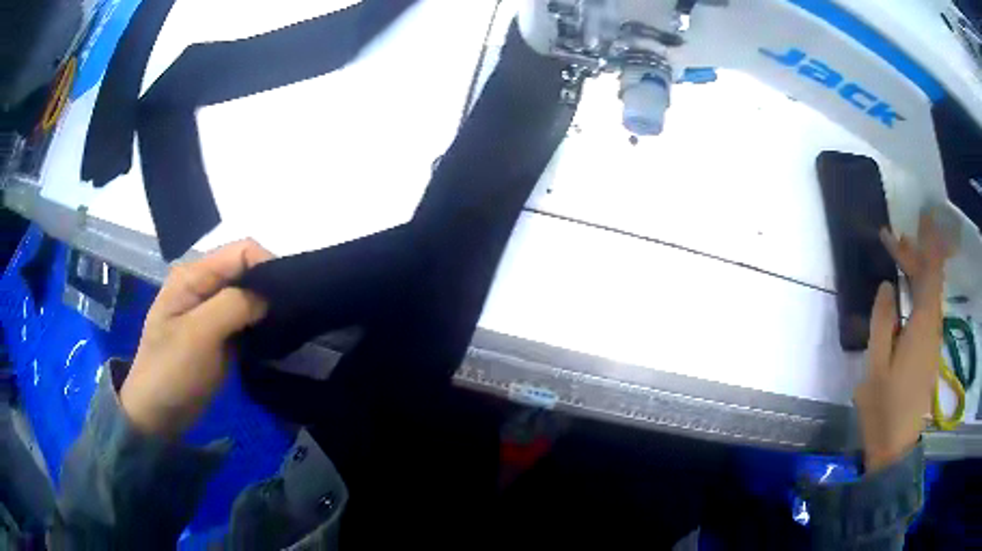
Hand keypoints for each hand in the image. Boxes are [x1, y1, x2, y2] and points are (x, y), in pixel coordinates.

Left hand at [120, 239, 273, 437]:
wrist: (158, 413)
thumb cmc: (171, 371)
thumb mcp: (198, 335)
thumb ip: (233, 305)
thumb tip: (269, 296)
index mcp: (193, 275)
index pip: (241, 252)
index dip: (267, 265)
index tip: (289, 296)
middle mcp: (203, 285)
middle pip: (246, 270)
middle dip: (270, 287)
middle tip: (291, 315)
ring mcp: (211, 310)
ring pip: (249, 295)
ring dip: (267, 308)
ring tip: (286, 327)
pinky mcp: (219, 333)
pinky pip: (246, 318)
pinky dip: (261, 325)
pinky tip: (273, 337)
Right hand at [854, 212, 954, 471]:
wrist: (896, 447)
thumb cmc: (884, 409)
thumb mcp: (876, 367)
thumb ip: (882, 323)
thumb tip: (887, 286)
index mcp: (922, 327)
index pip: (930, 274)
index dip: (925, 245)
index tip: (916, 221)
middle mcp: (933, 327)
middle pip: (931, 280)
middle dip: (916, 254)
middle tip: (894, 237)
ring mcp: (933, 341)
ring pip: (931, 293)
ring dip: (918, 271)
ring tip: (900, 255)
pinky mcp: (929, 352)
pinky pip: (928, 309)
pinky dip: (919, 290)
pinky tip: (906, 291)